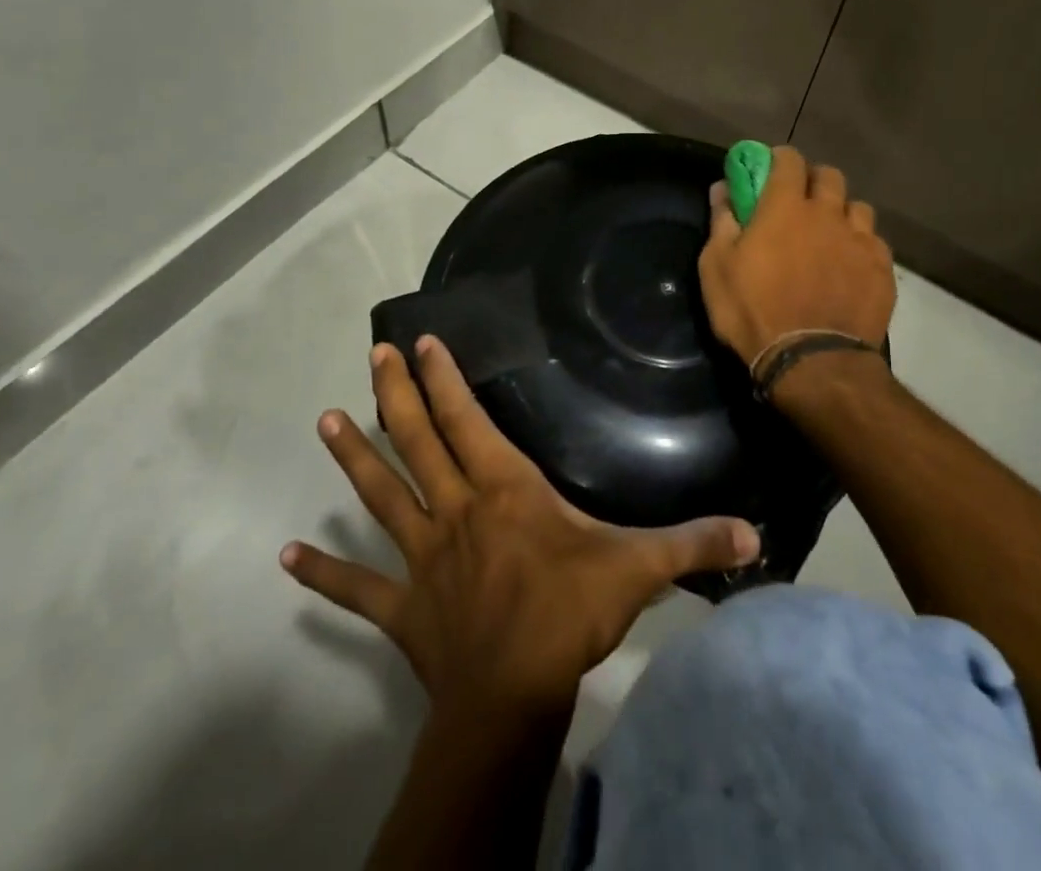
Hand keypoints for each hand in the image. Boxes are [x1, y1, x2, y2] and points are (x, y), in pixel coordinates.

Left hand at [281, 336, 760, 717]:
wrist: (513, 699)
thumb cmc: (569, 614)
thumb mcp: (638, 568)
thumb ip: (693, 542)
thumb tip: (755, 534)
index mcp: (503, 489)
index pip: (467, 420)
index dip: (445, 379)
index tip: (421, 341)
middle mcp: (454, 510)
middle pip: (418, 441)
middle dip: (395, 394)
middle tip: (372, 354)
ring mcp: (421, 557)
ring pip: (381, 496)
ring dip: (354, 457)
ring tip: (325, 419)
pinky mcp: (401, 607)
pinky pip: (356, 588)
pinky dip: (321, 572)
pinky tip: (285, 556)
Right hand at [699, 145, 896, 369]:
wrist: (812, 362)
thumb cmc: (753, 312)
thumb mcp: (717, 268)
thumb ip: (722, 221)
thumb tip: (723, 188)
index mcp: (785, 206)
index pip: (789, 159)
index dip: (779, 160)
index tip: (769, 170)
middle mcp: (827, 213)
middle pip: (829, 176)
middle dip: (814, 181)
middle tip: (800, 203)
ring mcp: (860, 240)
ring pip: (858, 207)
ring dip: (842, 213)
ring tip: (830, 236)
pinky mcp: (882, 269)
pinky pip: (875, 242)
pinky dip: (861, 246)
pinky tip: (851, 267)